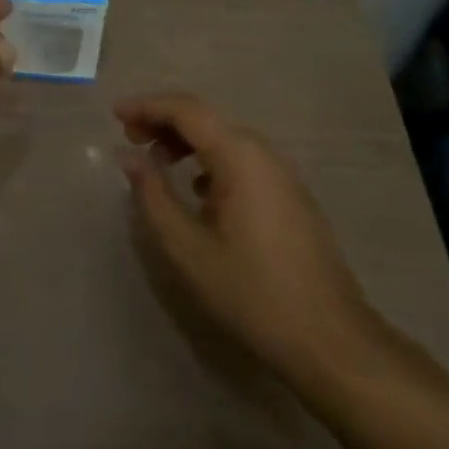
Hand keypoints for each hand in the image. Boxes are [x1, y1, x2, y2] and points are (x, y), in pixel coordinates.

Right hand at [115, 93, 377, 385]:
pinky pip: (240, 158)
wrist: (333, 343)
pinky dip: (209, 160)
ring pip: (222, 137)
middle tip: (130, 138)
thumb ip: (153, 196)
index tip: (115, 114)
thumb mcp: (189, 249)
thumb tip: (128, 157)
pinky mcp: (290, 192)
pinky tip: (197, 191)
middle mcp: (261, 149)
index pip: (184, 109)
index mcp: (238, 153)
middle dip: (162, 122)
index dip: (146, 105)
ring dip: (185, 142)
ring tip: (157, 164)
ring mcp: (281, 170)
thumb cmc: (254, 293)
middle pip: (203, 118)